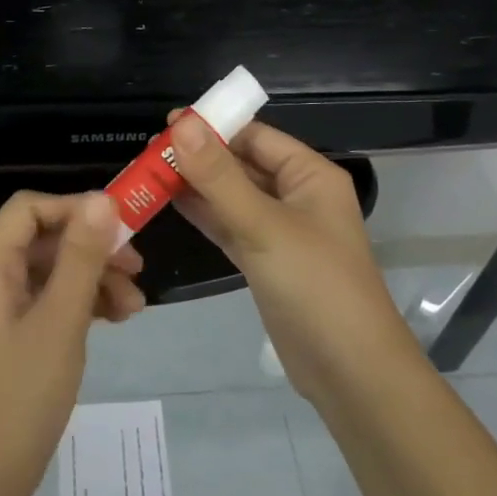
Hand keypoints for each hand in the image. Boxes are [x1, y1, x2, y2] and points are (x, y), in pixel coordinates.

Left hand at [0, 192, 143, 495]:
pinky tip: (115, 319)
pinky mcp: (11, 333)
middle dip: (93, 249)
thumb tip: (101, 199)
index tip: (119, 225)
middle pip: (45, 240)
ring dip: (94, 279)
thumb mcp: (61, 320)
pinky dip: (81, 304)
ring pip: (52, 271)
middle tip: (137, 269)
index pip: (29, 209)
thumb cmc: (22, 395)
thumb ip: (81, 256)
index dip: (74, 208)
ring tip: (134, 307)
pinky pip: (49, 300)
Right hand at [168, 113, 412, 401]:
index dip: (214, 127)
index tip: (166, 125)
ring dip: (196, 186)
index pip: (256, 136)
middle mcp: (297, 196)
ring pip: (232, 197)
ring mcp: (280, 230)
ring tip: (148, 174)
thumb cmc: (315, 285)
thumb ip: (219, 177)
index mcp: (310, 175)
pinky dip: (203, 215)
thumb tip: (181, 124)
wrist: (349, 371)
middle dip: (199, 157)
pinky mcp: (266, 261)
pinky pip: (230, 226)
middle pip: (242, 164)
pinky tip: (169, 204)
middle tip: (148, 153)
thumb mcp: (264, 226)